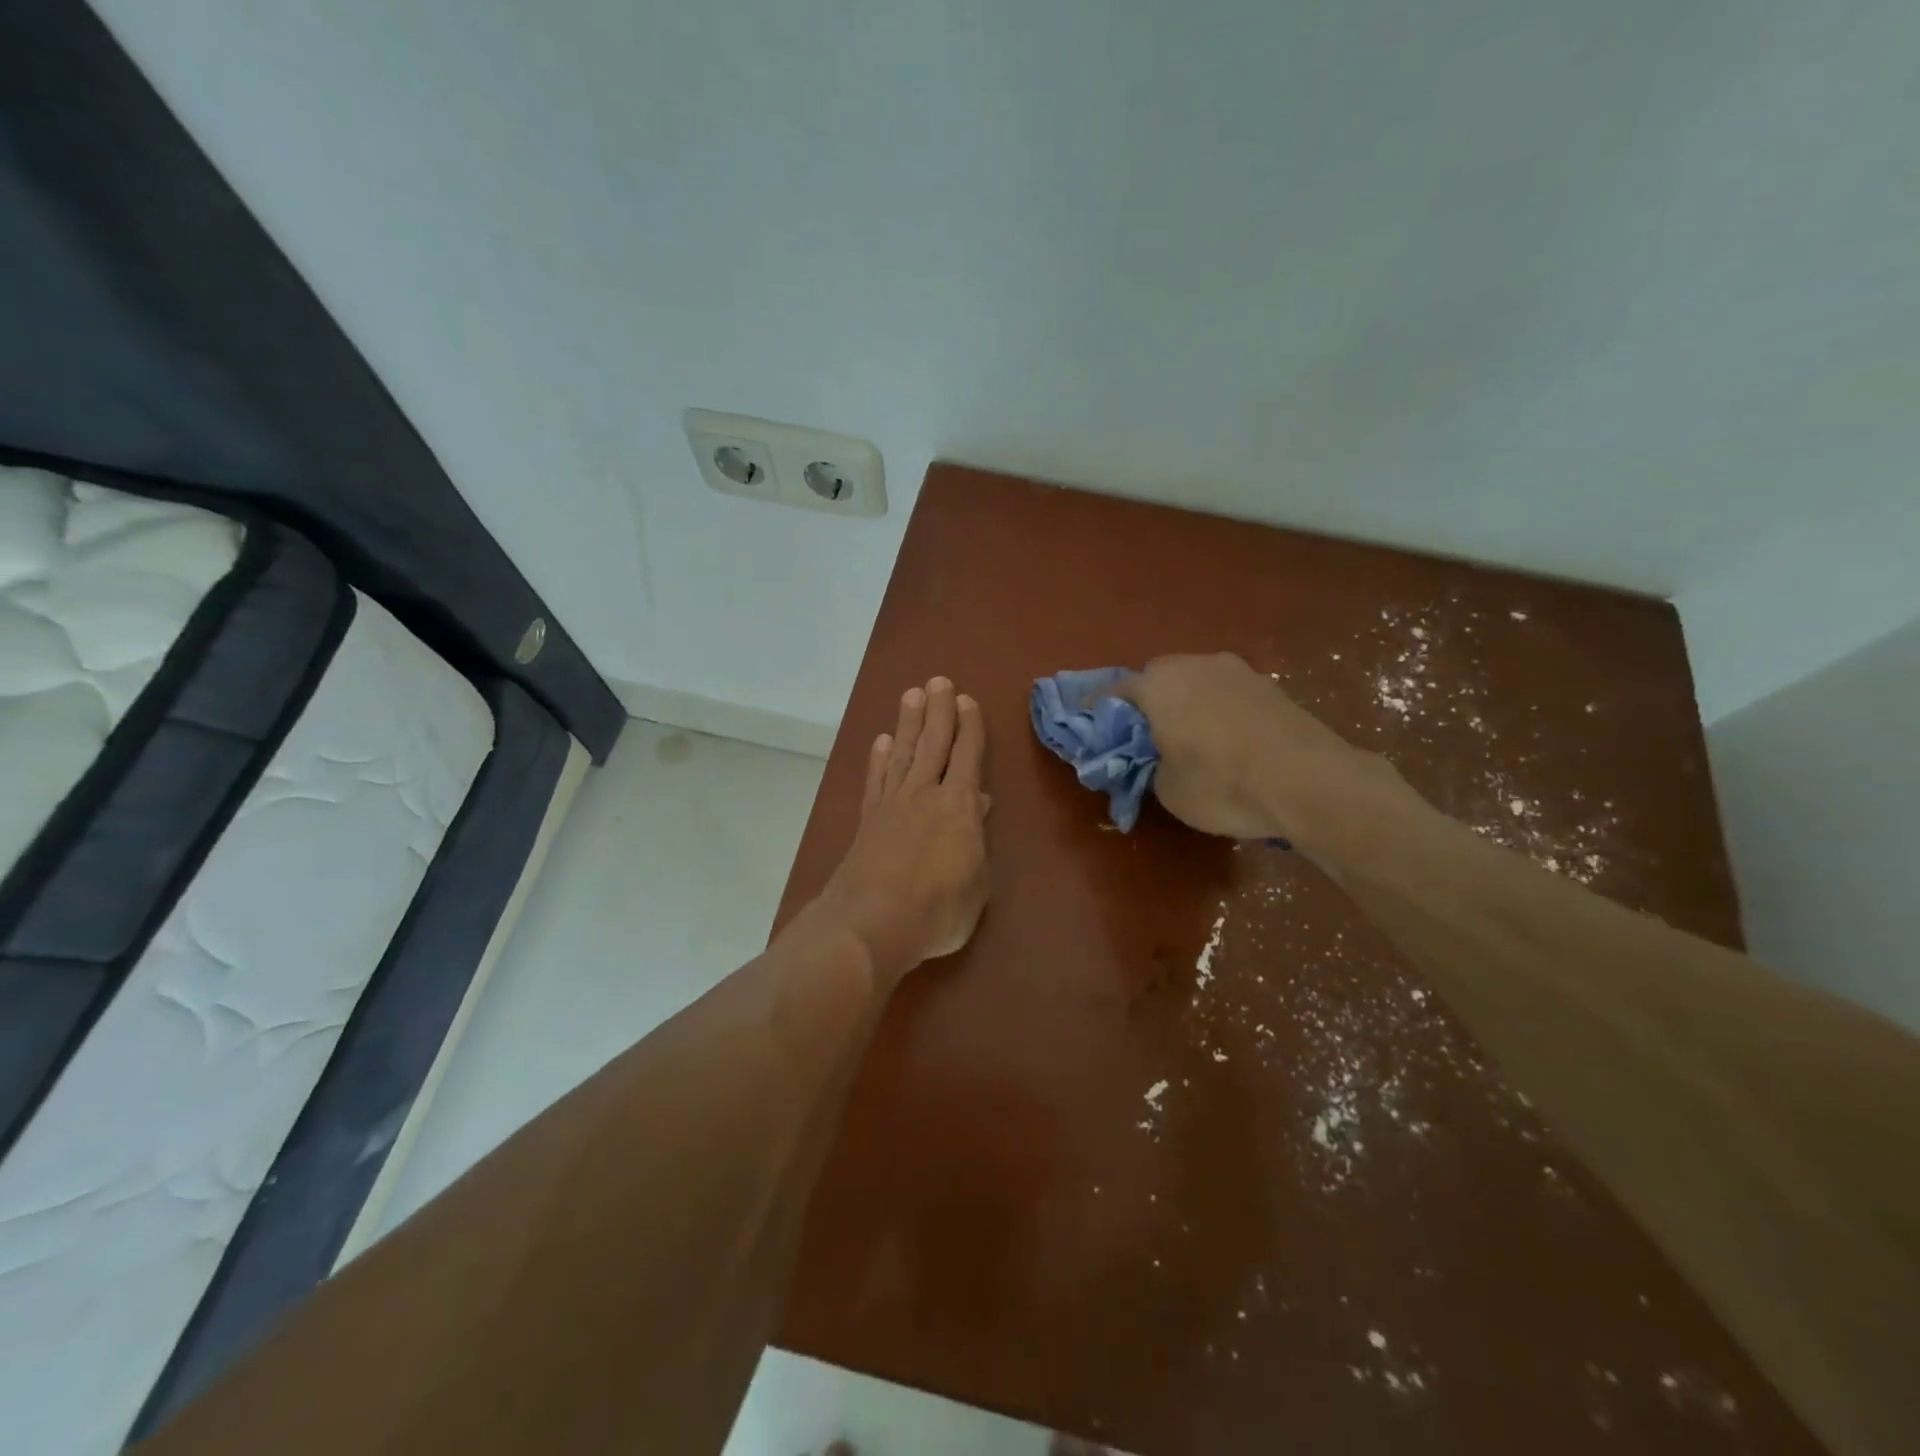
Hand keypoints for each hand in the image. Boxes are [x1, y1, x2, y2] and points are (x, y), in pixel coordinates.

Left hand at [813, 677, 990, 981]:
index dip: (969, 727)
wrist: (870, 925)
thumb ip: (977, 842)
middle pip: (933, 742)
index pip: (967, 756)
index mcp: (959, 807)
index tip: (967, 701)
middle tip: (939, 681)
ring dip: (909, 723)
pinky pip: (877, 779)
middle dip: (939, 710)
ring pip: (904, 752)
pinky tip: (882, 742)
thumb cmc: (937, 911)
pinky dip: (880, 758)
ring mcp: (892, 804)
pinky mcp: (869, 819)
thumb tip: (978, 805)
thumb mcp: (977, 884)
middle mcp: (925, 794)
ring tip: (912, 695)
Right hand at [1112, 652, 1418, 848]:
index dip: (1097, 708)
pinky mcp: (1270, 686)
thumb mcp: (1168, 789)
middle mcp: (1195, 666)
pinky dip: (1217, 709)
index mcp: (1159, 686)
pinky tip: (1227, 739)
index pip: (1114, 690)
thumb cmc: (1223, 785)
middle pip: (1157, 677)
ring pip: (1196, 681)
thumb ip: (1150, 766)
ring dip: (1186, 701)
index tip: (1089, 722)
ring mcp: (1237, 671)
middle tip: (1146, 734)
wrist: (1309, 782)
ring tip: (1190, 737)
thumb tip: (1158, 758)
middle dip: (1147, 701)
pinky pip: (1226, 692)